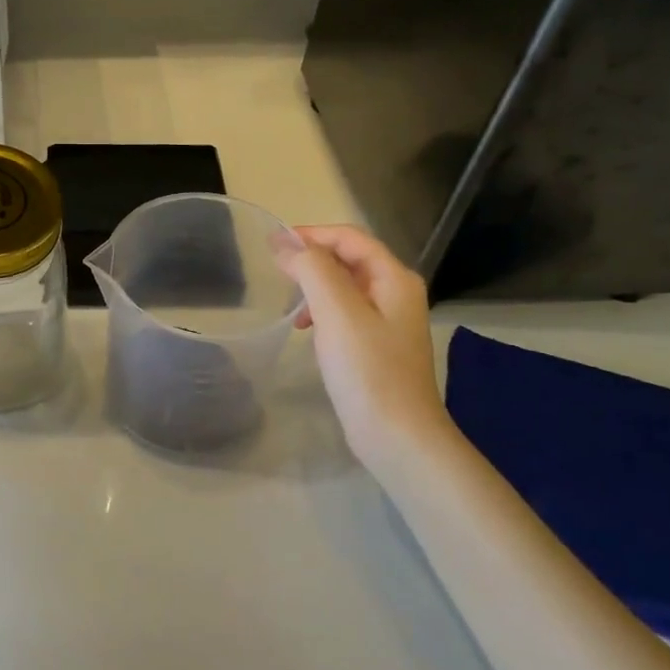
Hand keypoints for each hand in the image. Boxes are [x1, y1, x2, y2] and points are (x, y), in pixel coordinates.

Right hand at [278, 225, 446, 472]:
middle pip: (350, 260)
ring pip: (346, 289)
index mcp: (394, 279)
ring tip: (290, 308)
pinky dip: (323, 314)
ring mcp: (389, 323)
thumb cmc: (368, 371)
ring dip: (315, 288)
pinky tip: (307, 332)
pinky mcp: (378, 348)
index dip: (311, 234)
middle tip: (276, 273)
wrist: (397, 435)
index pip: (350, 238)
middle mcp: (397, 294)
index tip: (272, 244)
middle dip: (312, 260)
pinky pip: (346, 315)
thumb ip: (313, 270)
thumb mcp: (337, 313)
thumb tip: (286, 243)